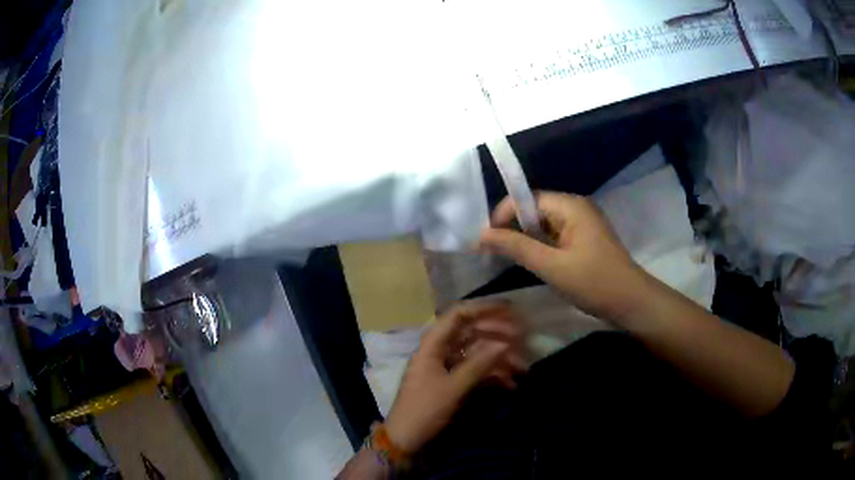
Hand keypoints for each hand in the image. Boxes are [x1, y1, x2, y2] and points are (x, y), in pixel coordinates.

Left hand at [384, 303, 526, 453]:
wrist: (406, 438)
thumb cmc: (425, 410)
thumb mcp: (453, 388)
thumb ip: (479, 364)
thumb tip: (504, 344)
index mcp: (433, 345)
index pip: (459, 315)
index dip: (484, 309)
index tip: (510, 310)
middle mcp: (440, 350)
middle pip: (472, 333)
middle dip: (498, 336)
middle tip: (523, 340)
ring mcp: (446, 366)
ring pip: (477, 353)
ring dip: (499, 359)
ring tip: (522, 368)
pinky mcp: (452, 382)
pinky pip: (475, 371)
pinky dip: (492, 375)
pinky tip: (510, 385)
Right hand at [478, 192, 644, 321]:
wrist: (631, 303)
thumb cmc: (593, 282)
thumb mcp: (551, 266)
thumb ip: (516, 247)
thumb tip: (481, 235)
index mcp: (570, 205)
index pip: (525, 199)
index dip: (502, 217)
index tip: (486, 243)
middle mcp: (575, 207)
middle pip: (533, 210)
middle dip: (512, 229)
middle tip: (493, 254)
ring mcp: (582, 223)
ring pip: (543, 224)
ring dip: (526, 240)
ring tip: (508, 260)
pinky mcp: (584, 239)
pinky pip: (555, 236)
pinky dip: (540, 247)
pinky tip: (533, 263)